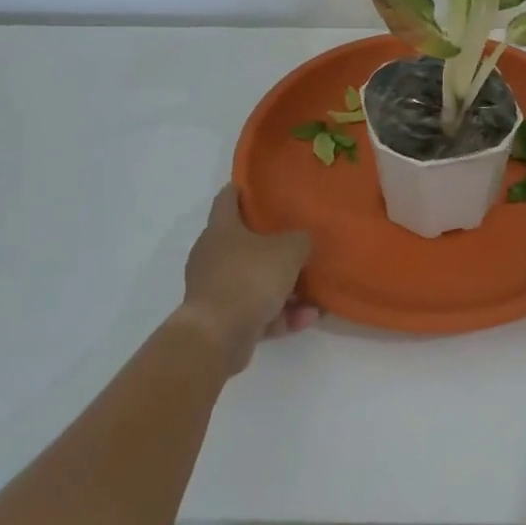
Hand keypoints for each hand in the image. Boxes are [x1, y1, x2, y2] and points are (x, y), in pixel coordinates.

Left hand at [176, 186, 319, 373]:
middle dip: (271, 245)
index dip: (241, 189)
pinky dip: (279, 313)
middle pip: (243, 242)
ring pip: (253, 280)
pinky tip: (308, 318)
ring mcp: (215, 289)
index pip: (227, 198)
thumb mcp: (288, 251)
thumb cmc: (249, 278)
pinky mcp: (221, 320)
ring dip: (282, 287)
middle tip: (296, 241)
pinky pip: (255, 310)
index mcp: (221, 229)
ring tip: (313, 293)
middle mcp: (212, 255)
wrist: (216, 337)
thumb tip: (302, 241)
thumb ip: (300, 240)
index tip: (258, 187)